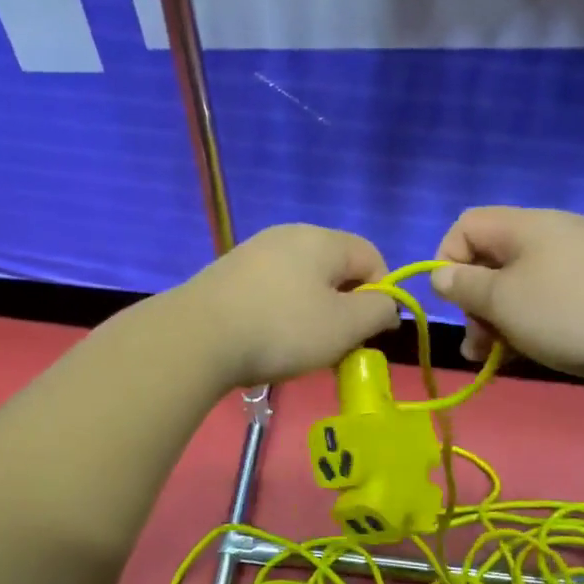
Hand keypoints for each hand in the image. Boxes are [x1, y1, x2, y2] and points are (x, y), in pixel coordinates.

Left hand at [178, 224, 398, 387]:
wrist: (197, 336)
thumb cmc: (282, 329)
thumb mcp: (345, 326)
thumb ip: (378, 311)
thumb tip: (386, 304)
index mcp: (322, 239)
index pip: (372, 256)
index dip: (381, 294)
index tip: (368, 332)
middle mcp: (289, 235)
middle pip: (335, 267)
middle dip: (344, 306)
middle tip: (335, 344)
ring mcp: (254, 251)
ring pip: (302, 280)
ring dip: (312, 312)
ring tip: (299, 348)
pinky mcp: (229, 272)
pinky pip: (272, 288)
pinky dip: (280, 312)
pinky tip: (266, 338)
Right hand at [431, 207, 583, 385]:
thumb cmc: (570, 313)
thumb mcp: (504, 301)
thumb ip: (465, 286)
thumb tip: (442, 274)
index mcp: (523, 226)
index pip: (465, 226)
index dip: (447, 261)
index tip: (455, 303)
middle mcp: (550, 233)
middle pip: (492, 258)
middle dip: (475, 302)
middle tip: (479, 344)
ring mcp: (580, 259)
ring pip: (520, 283)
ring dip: (501, 319)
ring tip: (500, 357)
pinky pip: (550, 296)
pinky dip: (533, 321)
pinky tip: (535, 351)